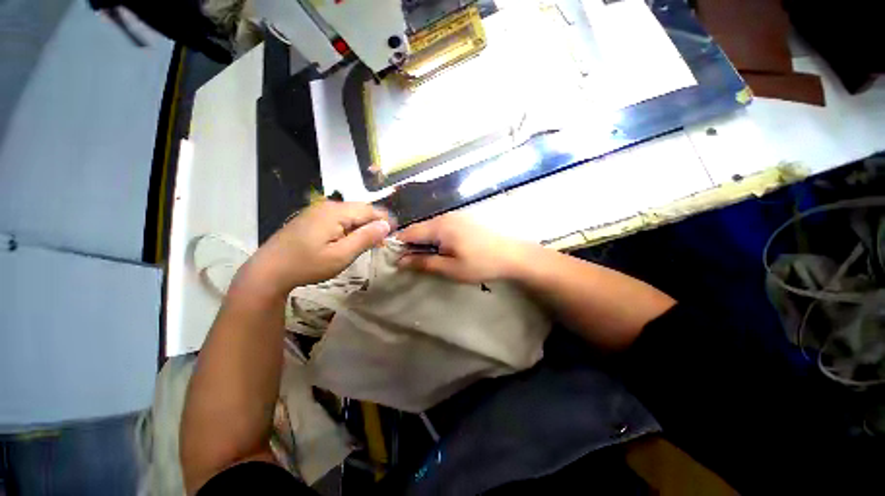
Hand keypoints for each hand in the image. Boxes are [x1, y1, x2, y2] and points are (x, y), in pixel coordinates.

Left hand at [238, 202, 391, 295]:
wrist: (269, 270)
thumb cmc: (308, 265)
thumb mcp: (342, 255)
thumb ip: (366, 238)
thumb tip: (386, 225)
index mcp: (336, 212)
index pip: (369, 210)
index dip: (384, 220)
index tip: (394, 233)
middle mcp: (328, 205)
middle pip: (360, 209)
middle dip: (375, 223)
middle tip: (383, 241)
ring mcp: (318, 210)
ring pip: (351, 213)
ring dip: (363, 225)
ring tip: (370, 242)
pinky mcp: (313, 218)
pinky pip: (339, 218)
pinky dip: (351, 227)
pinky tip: (351, 240)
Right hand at [396, 212, 530, 282]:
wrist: (513, 255)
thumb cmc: (480, 264)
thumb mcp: (450, 268)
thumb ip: (423, 263)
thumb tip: (400, 261)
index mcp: (439, 226)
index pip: (409, 232)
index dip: (399, 245)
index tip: (398, 260)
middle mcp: (445, 216)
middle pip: (419, 228)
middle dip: (413, 245)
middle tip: (416, 263)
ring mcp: (456, 216)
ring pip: (431, 227)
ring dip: (426, 242)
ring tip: (431, 258)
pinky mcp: (464, 219)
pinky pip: (442, 226)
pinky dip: (437, 238)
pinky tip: (446, 249)